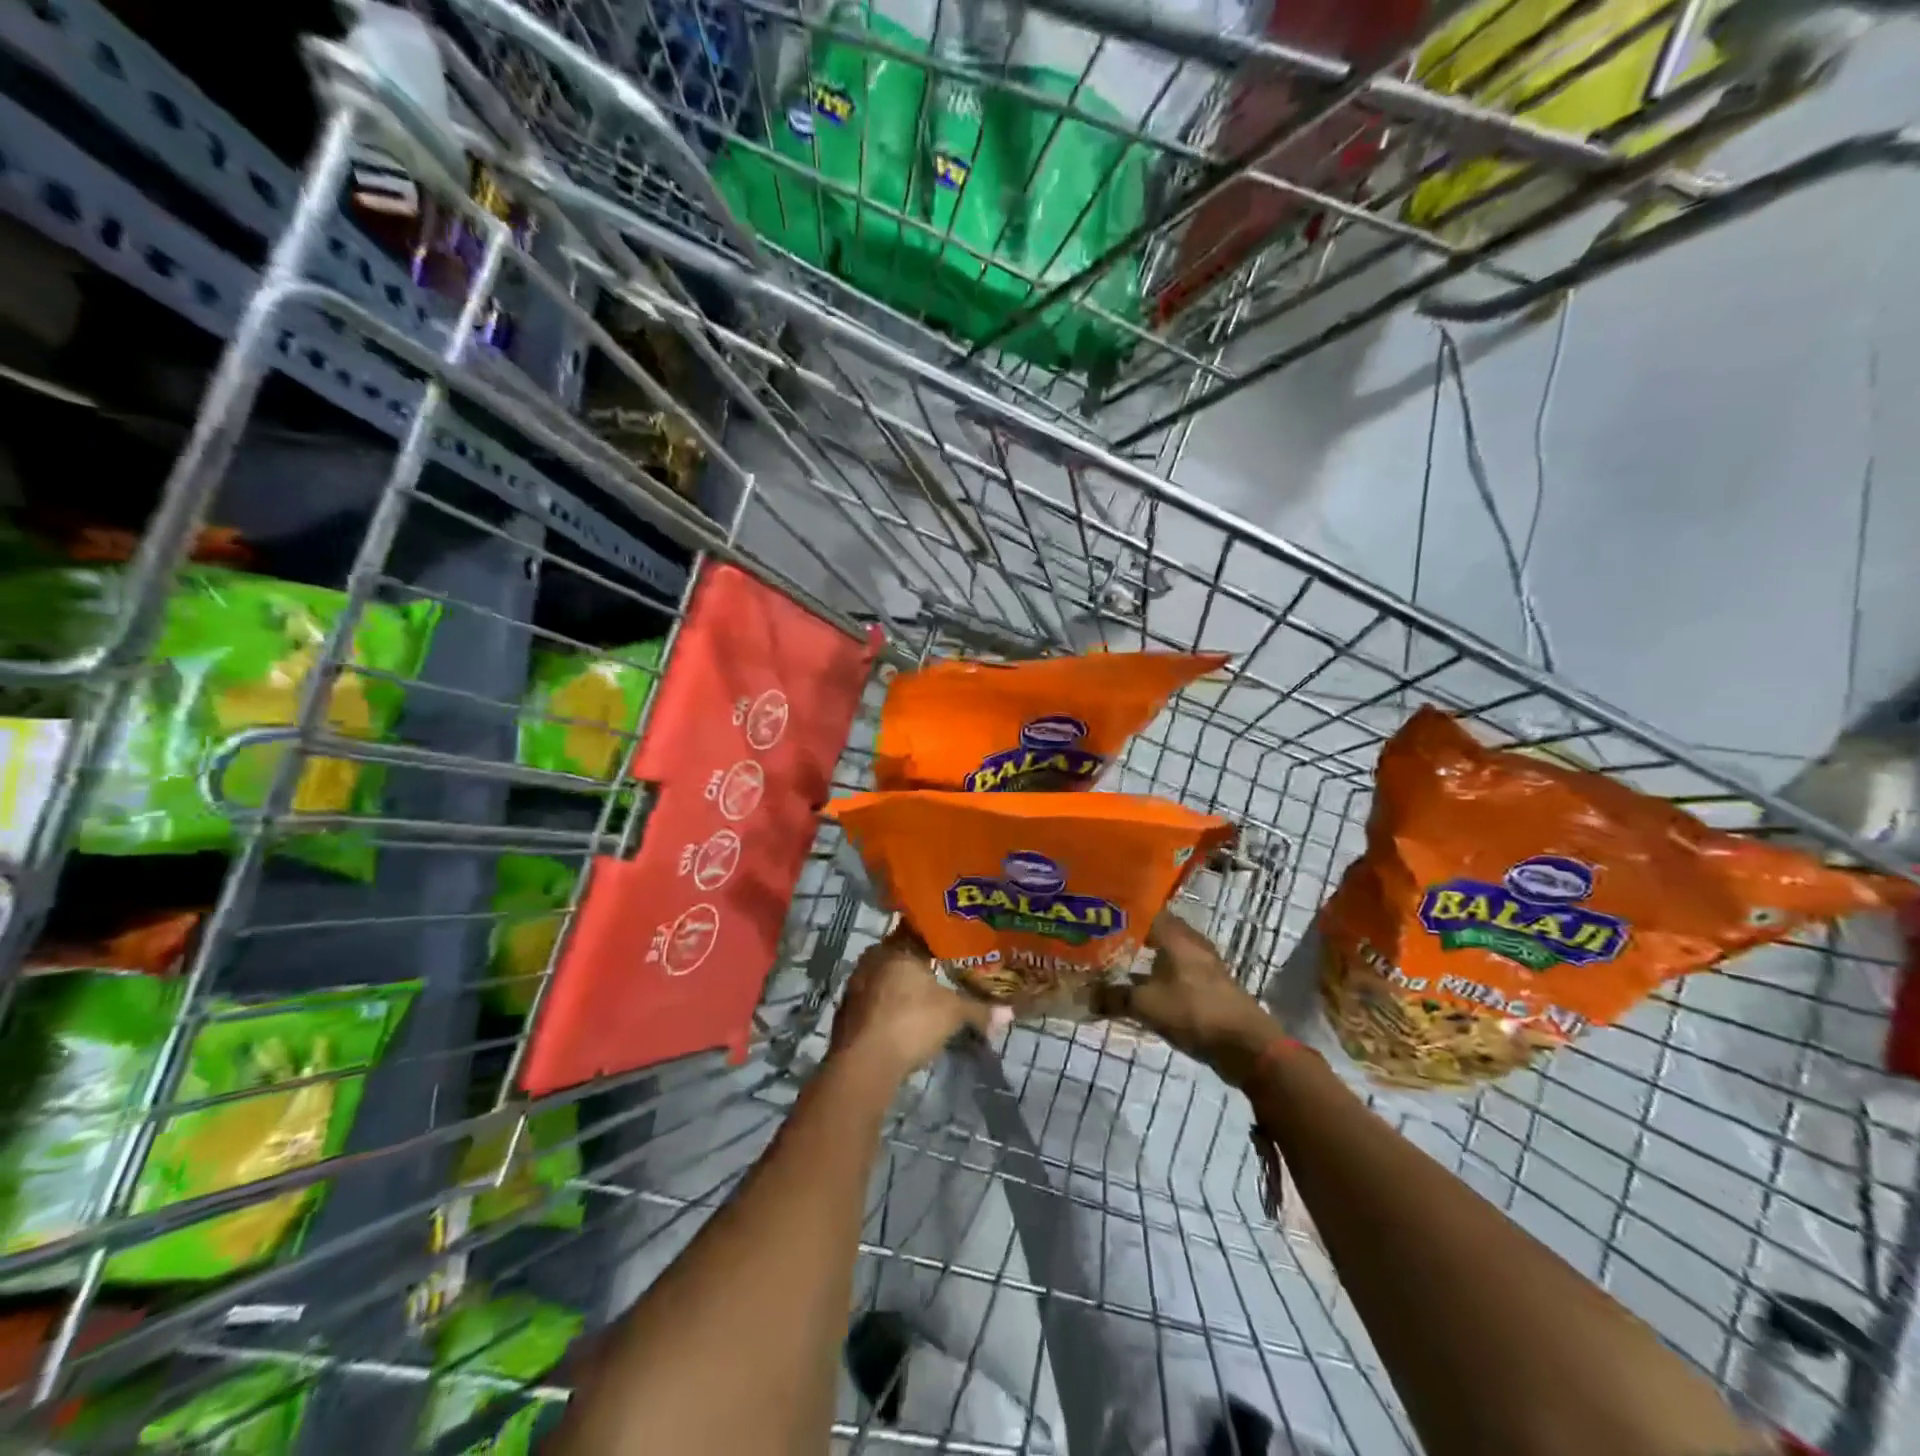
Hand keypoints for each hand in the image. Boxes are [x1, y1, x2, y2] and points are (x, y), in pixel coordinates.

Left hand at [829, 928, 1006, 1083]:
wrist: (863, 1064)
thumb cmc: (910, 1022)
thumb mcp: (952, 1014)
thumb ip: (979, 1010)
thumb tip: (1009, 1013)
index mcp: (895, 948)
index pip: (917, 931)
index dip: (936, 936)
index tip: (953, 942)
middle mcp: (872, 959)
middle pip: (900, 954)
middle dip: (919, 962)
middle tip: (943, 970)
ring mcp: (855, 986)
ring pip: (885, 978)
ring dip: (901, 986)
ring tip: (926, 996)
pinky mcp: (847, 1013)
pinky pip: (874, 1001)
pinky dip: (888, 1006)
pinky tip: (903, 1019)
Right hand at [1092, 912, 1273, 1074]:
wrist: (1246, 1045)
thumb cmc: (1194, 1012)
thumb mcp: (1146, 1005)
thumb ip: (1113, 997)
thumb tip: (1084, 995)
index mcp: (1175, 935)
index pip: (1145, 908)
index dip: (1122, 909)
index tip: (1098, 912)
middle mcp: (1190, 942)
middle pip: (1156, 929)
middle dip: (1130, 933)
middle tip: (1101, 938)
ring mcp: (1203, 964)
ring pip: (1167, 951)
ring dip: (1145, 956)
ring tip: (1116, 962)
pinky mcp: (1209, 985)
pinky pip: (1176, 971)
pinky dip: (1158, 975)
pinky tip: (1141, 987)